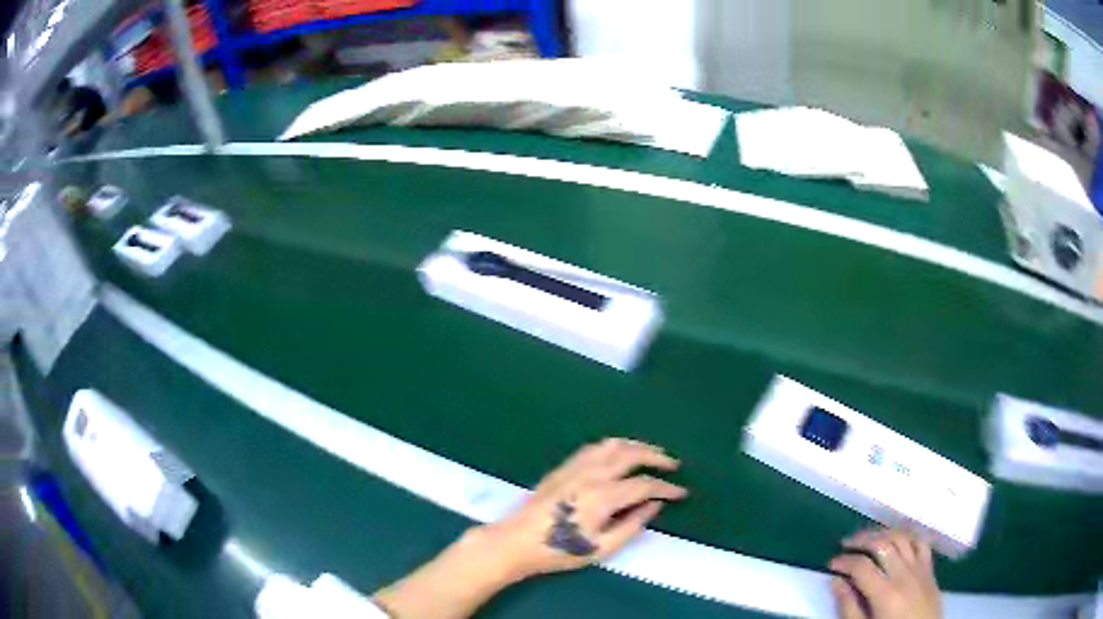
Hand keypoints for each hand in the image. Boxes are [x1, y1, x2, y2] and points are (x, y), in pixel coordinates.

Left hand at [482, 438, 687, 580]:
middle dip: (657, 456)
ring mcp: (575, 467)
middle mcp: (592, 474)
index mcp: (603, 496)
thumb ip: (632, 526)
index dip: (667, 488)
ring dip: (636, 446)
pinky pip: (593, 447)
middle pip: (631, 454)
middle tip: (673, 464)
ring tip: (651, 453)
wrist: (516, 541)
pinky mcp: (563, 467)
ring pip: (612, 444)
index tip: (681, 493)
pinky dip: (613, 446)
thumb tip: (654, 506)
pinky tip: (618, 454)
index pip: (644, 485)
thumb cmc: (559, 550)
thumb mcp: (601, 548)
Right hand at [828, 528, 941, 618]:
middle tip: (845, 545)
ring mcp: (920, 568)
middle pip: (882, 544)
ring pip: (902, 537)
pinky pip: (921, 542)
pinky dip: (908, 535)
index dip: (843, 561)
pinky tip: (897, 539)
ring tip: (868, 538)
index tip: (831, 564)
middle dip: (861, 540)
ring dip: (882, 533)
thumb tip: (835, 582)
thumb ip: (849, 607)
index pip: (861, 566)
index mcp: (885, 593)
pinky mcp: (930, 568)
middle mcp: (904, 574)